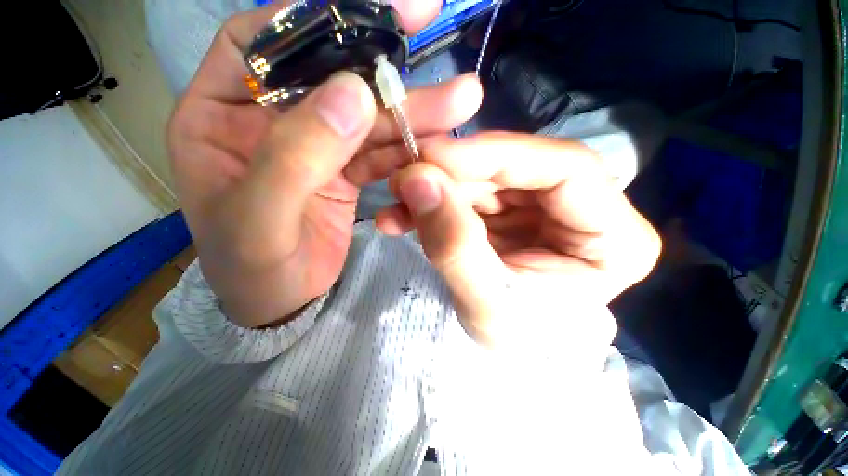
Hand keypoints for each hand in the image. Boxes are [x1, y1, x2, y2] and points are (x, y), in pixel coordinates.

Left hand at [168, 3, 482, 327]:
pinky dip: (409, 148)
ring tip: (460, 103)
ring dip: (412, 112)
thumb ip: (295, 155)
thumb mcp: (259, 220)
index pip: (259, 41)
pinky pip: (381, 151)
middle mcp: (270, 120)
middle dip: (384, 69)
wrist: (281, 301)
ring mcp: (315, 146)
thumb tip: (352, 93)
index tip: (371, 13)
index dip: (309, 18)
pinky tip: (438, 146)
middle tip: (431, 39)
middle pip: (331, 77)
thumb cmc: (252, 270)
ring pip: (367, 117)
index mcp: (220, 116)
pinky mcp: (345, 172)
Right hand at [377, 133, 661, 352]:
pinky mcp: (511, 215)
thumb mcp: (488, 306)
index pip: (565, 167)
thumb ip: (455, 244)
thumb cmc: (516, 347)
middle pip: (517, 169)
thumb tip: (417, 180)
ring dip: (437, 188)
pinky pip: (470, 196)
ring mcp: (544, 210)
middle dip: (454, 172)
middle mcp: (586, 211)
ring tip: (396, 202)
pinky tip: (403, 216)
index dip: (494, 154)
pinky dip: (434, 203)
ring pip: (486, 179)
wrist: (509, 365)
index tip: (432, 156)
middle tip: (403, 179)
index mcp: (615, 237)